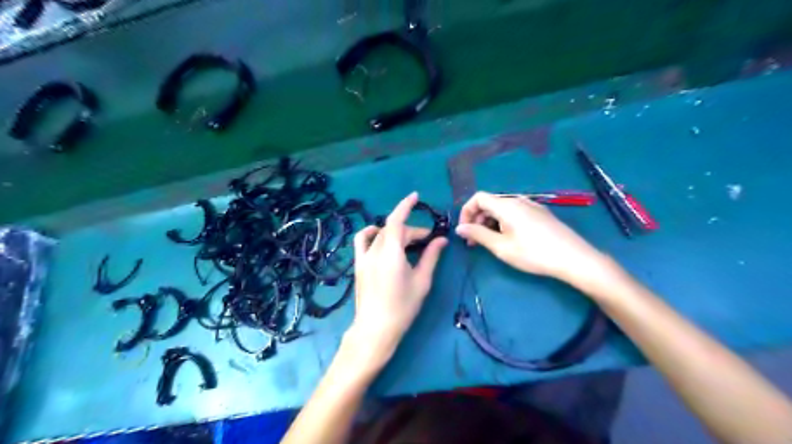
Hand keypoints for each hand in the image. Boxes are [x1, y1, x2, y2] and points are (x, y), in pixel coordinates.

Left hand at [346, 193, 447, 369]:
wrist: (375, 328)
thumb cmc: (402, 307)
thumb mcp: (422, 281)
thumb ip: (431, 256)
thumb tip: (442, 239)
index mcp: (391, 253)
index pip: (396, 220)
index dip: (405, 205)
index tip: (416, 196)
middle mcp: (375, 250)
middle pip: (393, 230)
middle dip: (412, 232)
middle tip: (429, 242)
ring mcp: (364, 257)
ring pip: (381, 234)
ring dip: (396, 232)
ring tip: (408, 242)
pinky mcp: (358, 264)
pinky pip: (362, 240)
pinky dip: (371, 233)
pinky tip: (380, 235)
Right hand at [451, 191, 607, 283]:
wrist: (574, 258)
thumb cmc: (534, 254)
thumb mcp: (502, 247)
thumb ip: (478, 235)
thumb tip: (460, 228)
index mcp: (507, 205)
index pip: (478, 198)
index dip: (466, 212)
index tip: (464, 231)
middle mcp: (518, 200)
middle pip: (490, 203)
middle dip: (477, 220)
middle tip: (473, 242)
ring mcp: (531, 206)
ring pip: (502, 209)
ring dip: (490, 223)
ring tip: (490, 243)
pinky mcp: (540, 213)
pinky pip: (515, 212)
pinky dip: (503, 222)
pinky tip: (508, 239)